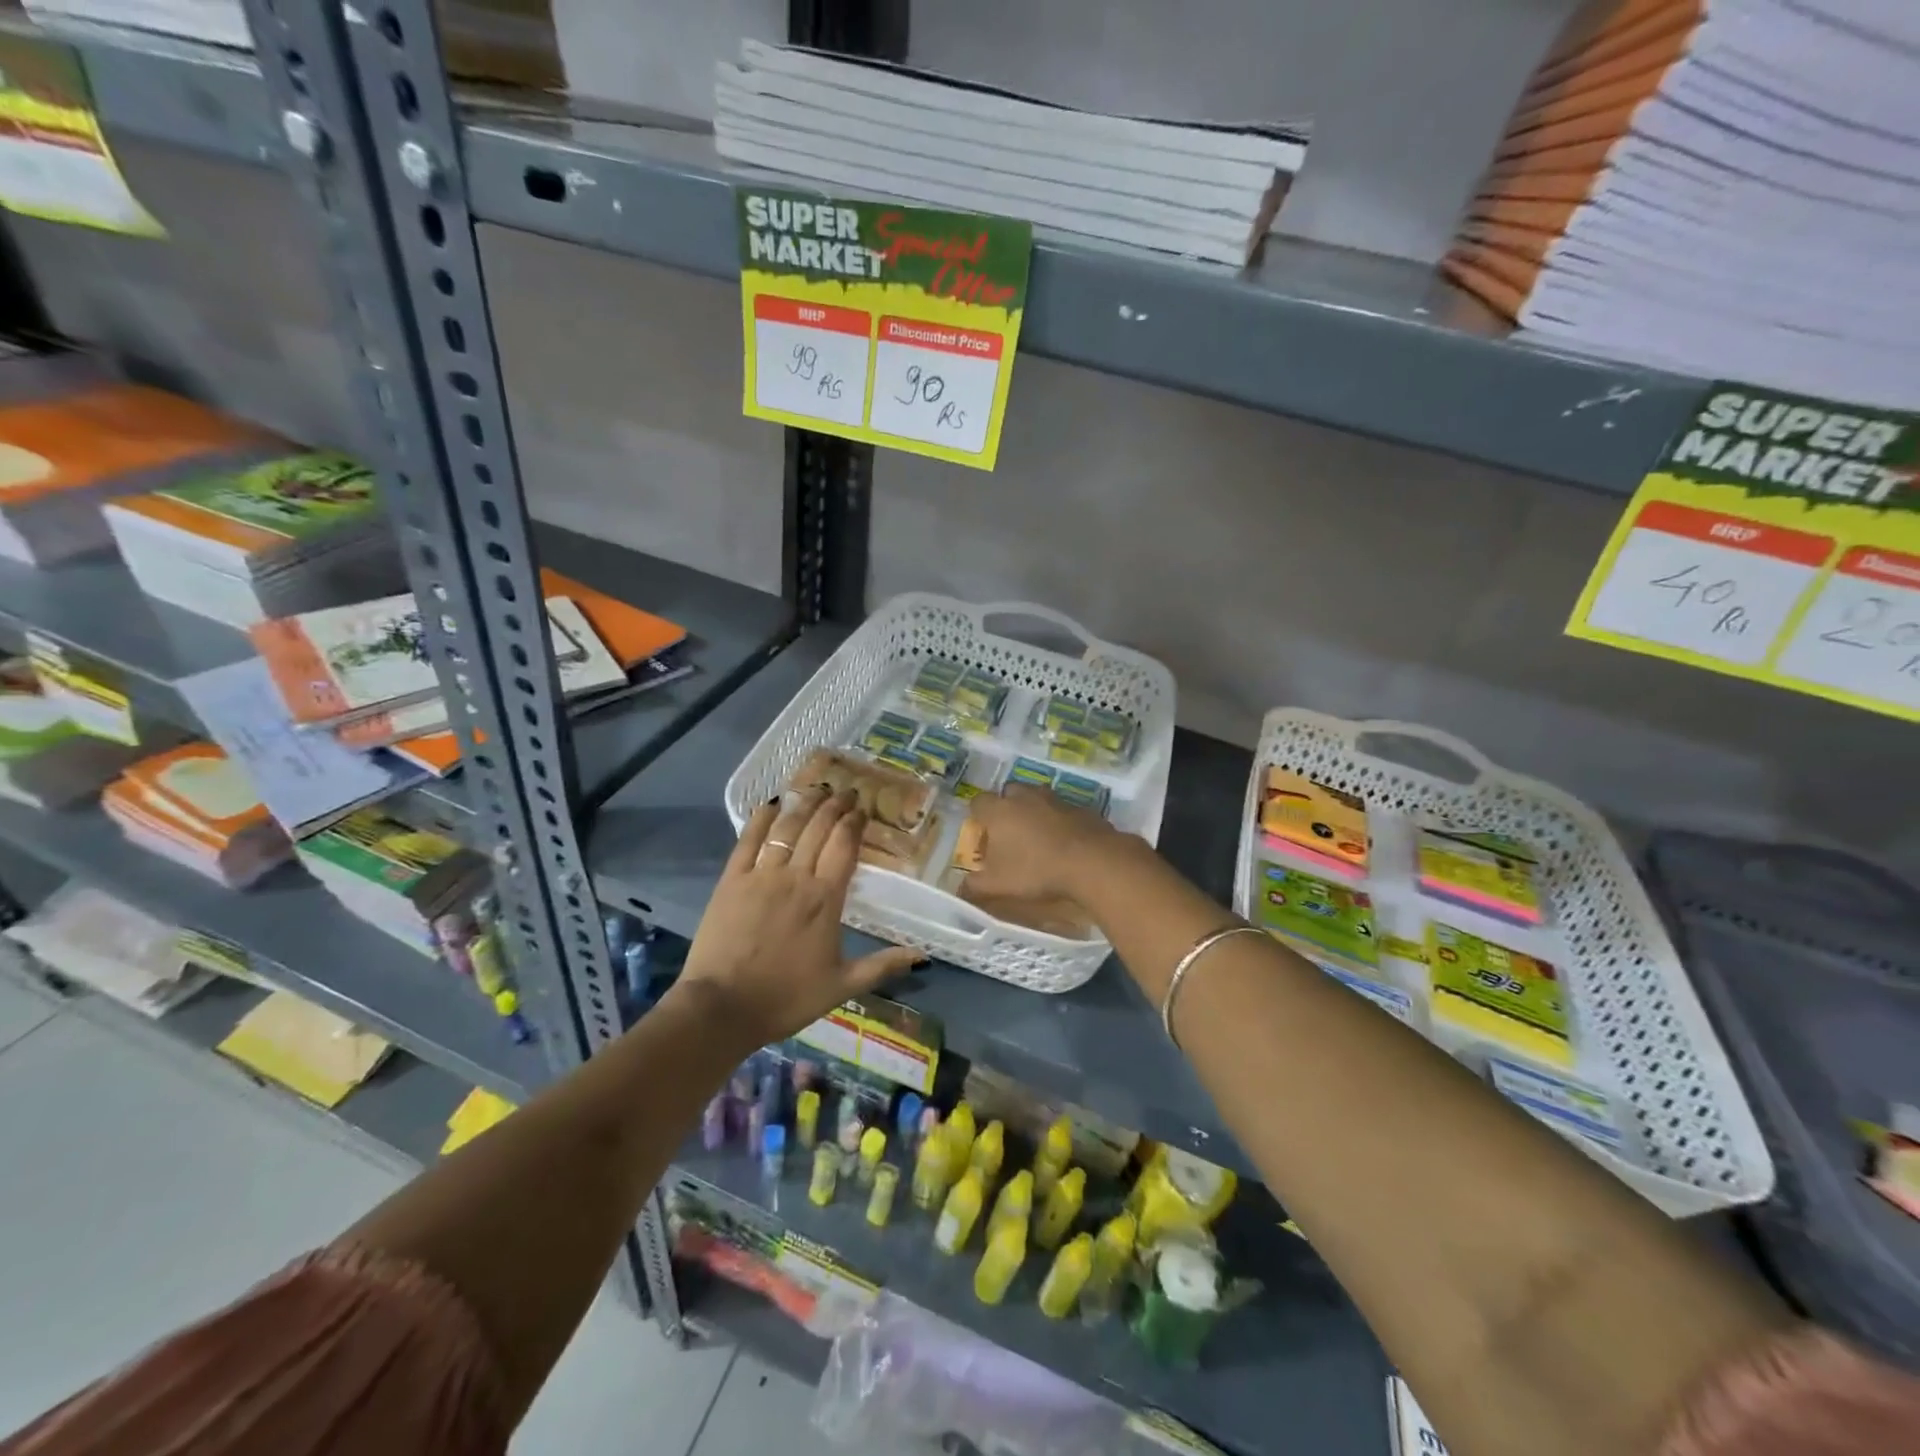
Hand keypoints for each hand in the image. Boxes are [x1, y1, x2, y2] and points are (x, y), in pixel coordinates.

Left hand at [673, 787, 920, 1049]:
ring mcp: (761, 875)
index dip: (854, 823)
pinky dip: (761, 819)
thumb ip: (882, 965)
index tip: (861, 809)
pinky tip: (772, 804)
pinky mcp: (732, 880)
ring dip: (804, 804)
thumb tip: (921, 953)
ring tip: (817, 789)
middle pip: (818, 829)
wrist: (723, 1008)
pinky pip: (748, 840)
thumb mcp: (842, 985)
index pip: (844, 846)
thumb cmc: (786, 998)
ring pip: (787, 828)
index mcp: (826, 899)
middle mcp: (797, 877)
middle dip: (834, 806)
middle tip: (845, 792)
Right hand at [966, 784, 1127, 904]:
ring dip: (1034, 811)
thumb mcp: (998, 885)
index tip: (982, 833)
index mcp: (999, 810)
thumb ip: (974, 886)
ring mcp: (1055, 799)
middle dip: (1006, 807)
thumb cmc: (1036, 870)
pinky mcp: (1081, 807)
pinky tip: (1064, 842)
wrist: (1092, 862)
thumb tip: (961, 889)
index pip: (978, 802)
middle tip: (1009, 833)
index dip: (978, 816)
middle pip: (1009, 793)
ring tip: (1037, 837)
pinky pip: (1063, 810)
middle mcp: (1025, 796)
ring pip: (1038, 797)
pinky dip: (1060, 820)